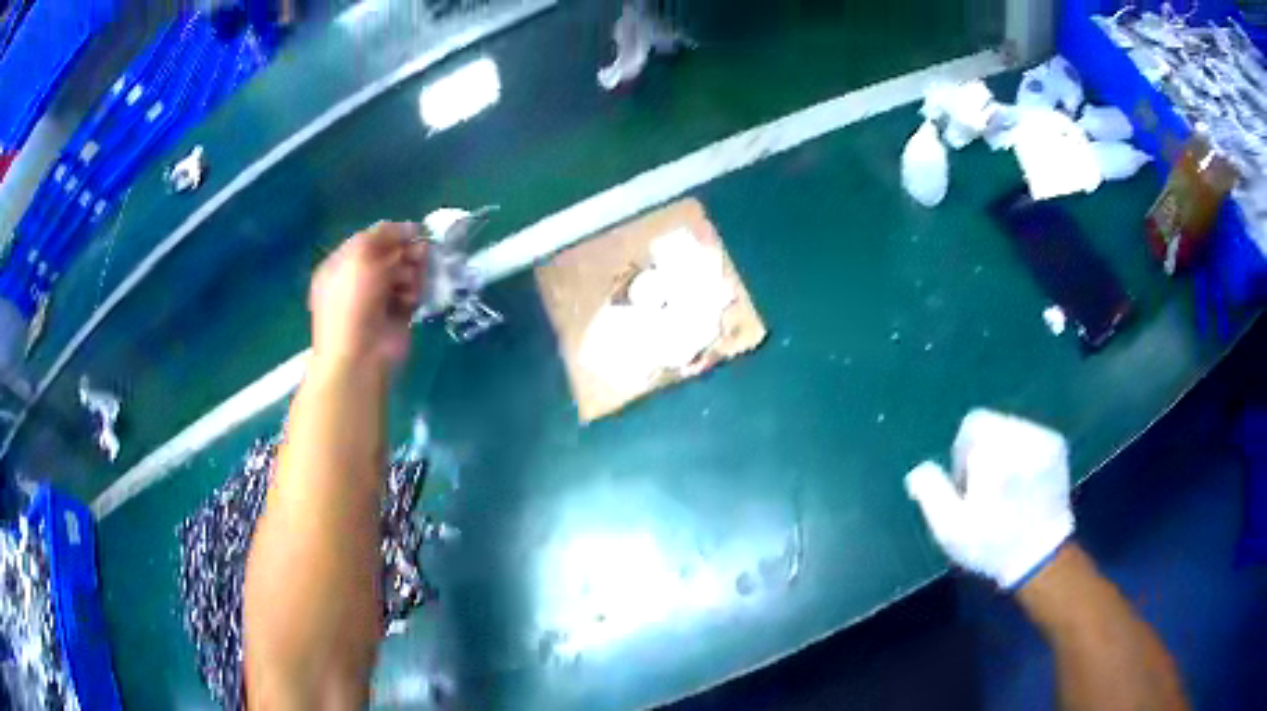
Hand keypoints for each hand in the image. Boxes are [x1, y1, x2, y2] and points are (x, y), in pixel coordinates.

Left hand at [308, 222, 427, 372]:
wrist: (359, 355)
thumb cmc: (352, 302)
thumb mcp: (360, 256)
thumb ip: (382, 234)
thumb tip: (408, 228)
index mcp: (343, 265)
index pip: (371, 240)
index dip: (393, 234)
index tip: (415, 232)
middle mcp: (359, 280)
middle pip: (390, 255)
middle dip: (406, 252)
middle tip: (420, 254)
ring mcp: (378, 299)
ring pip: (405, 272)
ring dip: (412, 272)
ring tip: (412, 281)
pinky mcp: (398, 315)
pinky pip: (413, 294)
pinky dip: (416, 292)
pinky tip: (412, 297)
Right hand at [904, 410, 1073, 588]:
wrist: (1041, 558)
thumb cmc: (991, 544)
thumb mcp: (950, 528)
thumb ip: (931, 492)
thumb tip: (918, 471)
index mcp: (996, 454)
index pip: (973, 425)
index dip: (962, 456)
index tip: (967, 489)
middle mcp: (1024, 439)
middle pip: (992, 425)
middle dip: (983, 452)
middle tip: (985, 490)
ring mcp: (1045, 440)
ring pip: (1012, 429)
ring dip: (1003, 451)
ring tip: (1006, 488)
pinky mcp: (1058, 447)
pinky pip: (1031, 436)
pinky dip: (1023, 453)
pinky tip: (1024, 484)